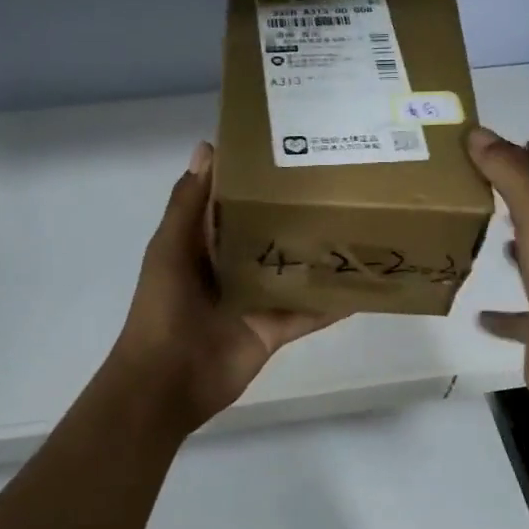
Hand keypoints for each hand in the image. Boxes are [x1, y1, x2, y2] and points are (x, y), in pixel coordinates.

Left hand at [110, 142, 340, 429]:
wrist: (167, 381)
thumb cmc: (163, 308)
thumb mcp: (170, 248)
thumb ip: (189, 204)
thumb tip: (208, 147)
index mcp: (202, 243)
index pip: (232, 201)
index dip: (255, 177)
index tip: (291, 147)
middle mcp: (232, 266)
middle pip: (269, 233)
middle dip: (296, 212)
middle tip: (342, 182)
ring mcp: (255, 299)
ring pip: (293, 270)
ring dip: (320, 254)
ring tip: (361, 225)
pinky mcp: (274, 329)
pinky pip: (309, 312)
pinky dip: (334, 302)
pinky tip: (365, 286)